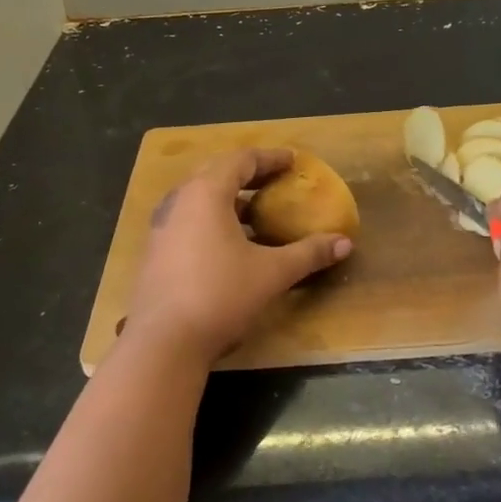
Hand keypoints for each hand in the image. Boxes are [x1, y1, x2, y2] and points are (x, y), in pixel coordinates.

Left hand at [126, 148, 352, 367]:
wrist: (162, 343)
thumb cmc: (219, 295)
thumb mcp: (271, 273)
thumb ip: (308, 254)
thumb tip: (344, 243)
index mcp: (206, 192)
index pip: (241, 160)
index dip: (269, 158)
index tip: (292, 160)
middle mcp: (179, 200)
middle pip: (216, 172)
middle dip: (247, 173)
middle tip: (274, 180)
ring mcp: (162, 226)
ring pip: (199, 197)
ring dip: (228, 198)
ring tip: (255, 211)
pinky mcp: (155, 251)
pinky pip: (188, 219)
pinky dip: (212, 219)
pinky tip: (229, 244)